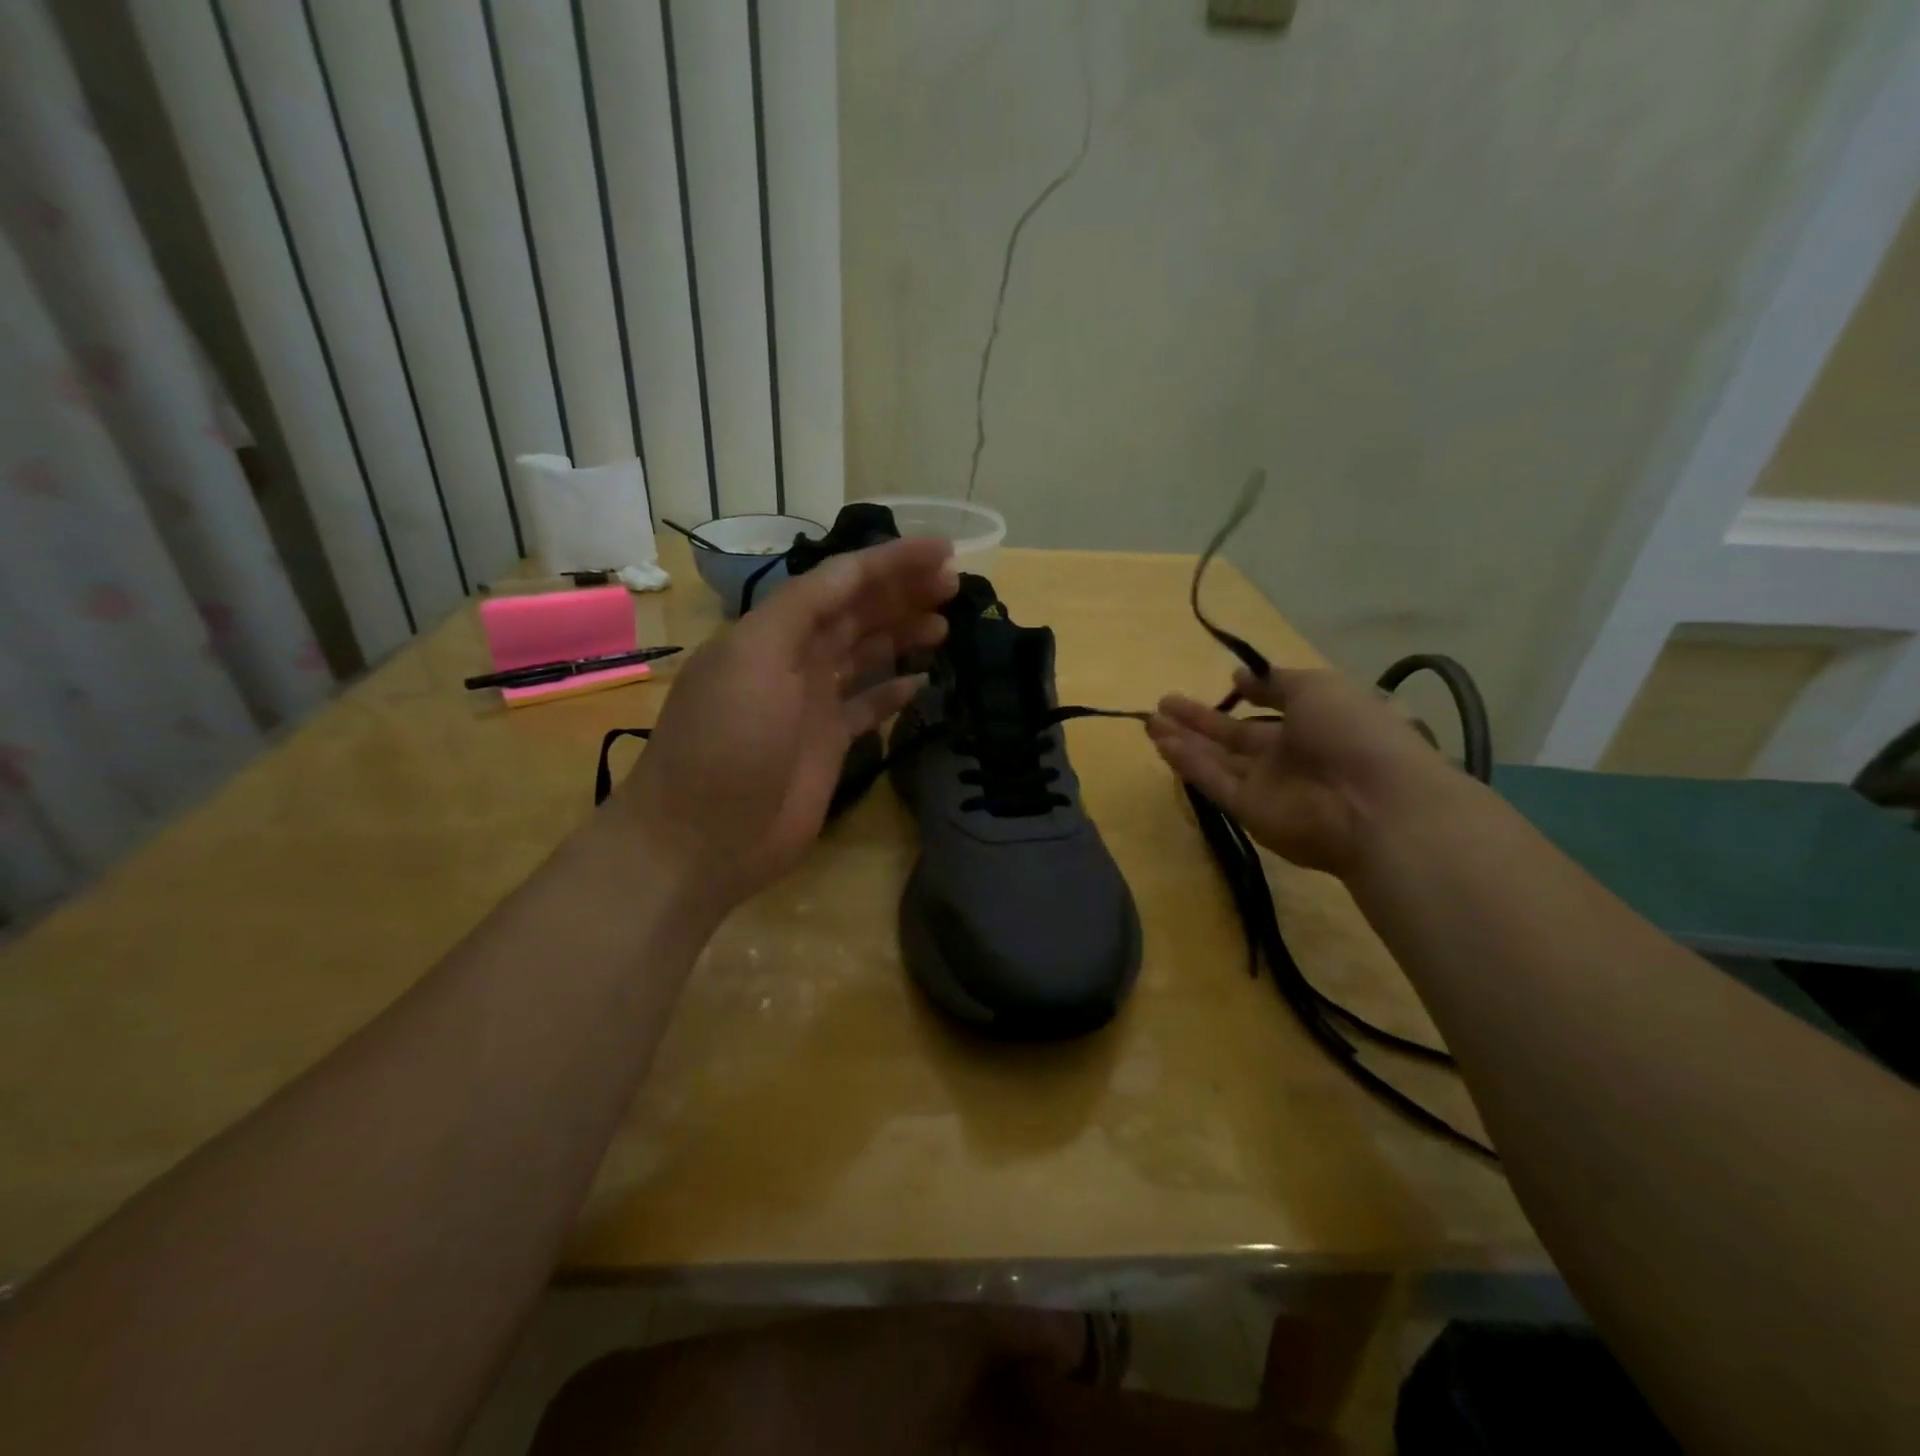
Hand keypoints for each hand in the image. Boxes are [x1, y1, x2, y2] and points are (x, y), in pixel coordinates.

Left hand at [610, 538, 957, 916]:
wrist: (701, 839)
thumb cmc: (726, 744)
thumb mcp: (753, 660)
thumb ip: (802, 612)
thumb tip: (853, 577)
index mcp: (773, 631)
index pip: (840, 581)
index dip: (890, 562)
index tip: (944, 552)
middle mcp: (794, 660)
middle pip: (857, 613)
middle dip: (903, 592)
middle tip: (955, 585)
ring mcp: (811, 704)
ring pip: (865, 655)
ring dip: (903, 634)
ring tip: (946, 624)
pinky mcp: (828, 745)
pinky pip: (868, 706)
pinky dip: (894, 691)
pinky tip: (924, 681)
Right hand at [1146, 667, 1456, 875]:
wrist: (1373, 806)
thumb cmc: (1353, 733)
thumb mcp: (1318, 688)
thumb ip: (1275, 683)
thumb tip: (1240, 677)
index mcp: (1317, 723)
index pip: (1276, 708)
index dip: (1250, 695)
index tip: (1226, 681)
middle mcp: (1290, 755)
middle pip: (1235, 736)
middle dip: (1200, 720)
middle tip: (1164, 702)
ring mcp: (1268, 785)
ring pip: (1217, 759)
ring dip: (1184, 740)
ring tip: (1150, 721)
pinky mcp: (1248, 811)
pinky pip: (1213, 781)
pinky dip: (1187, 762)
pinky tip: (1161, 742)